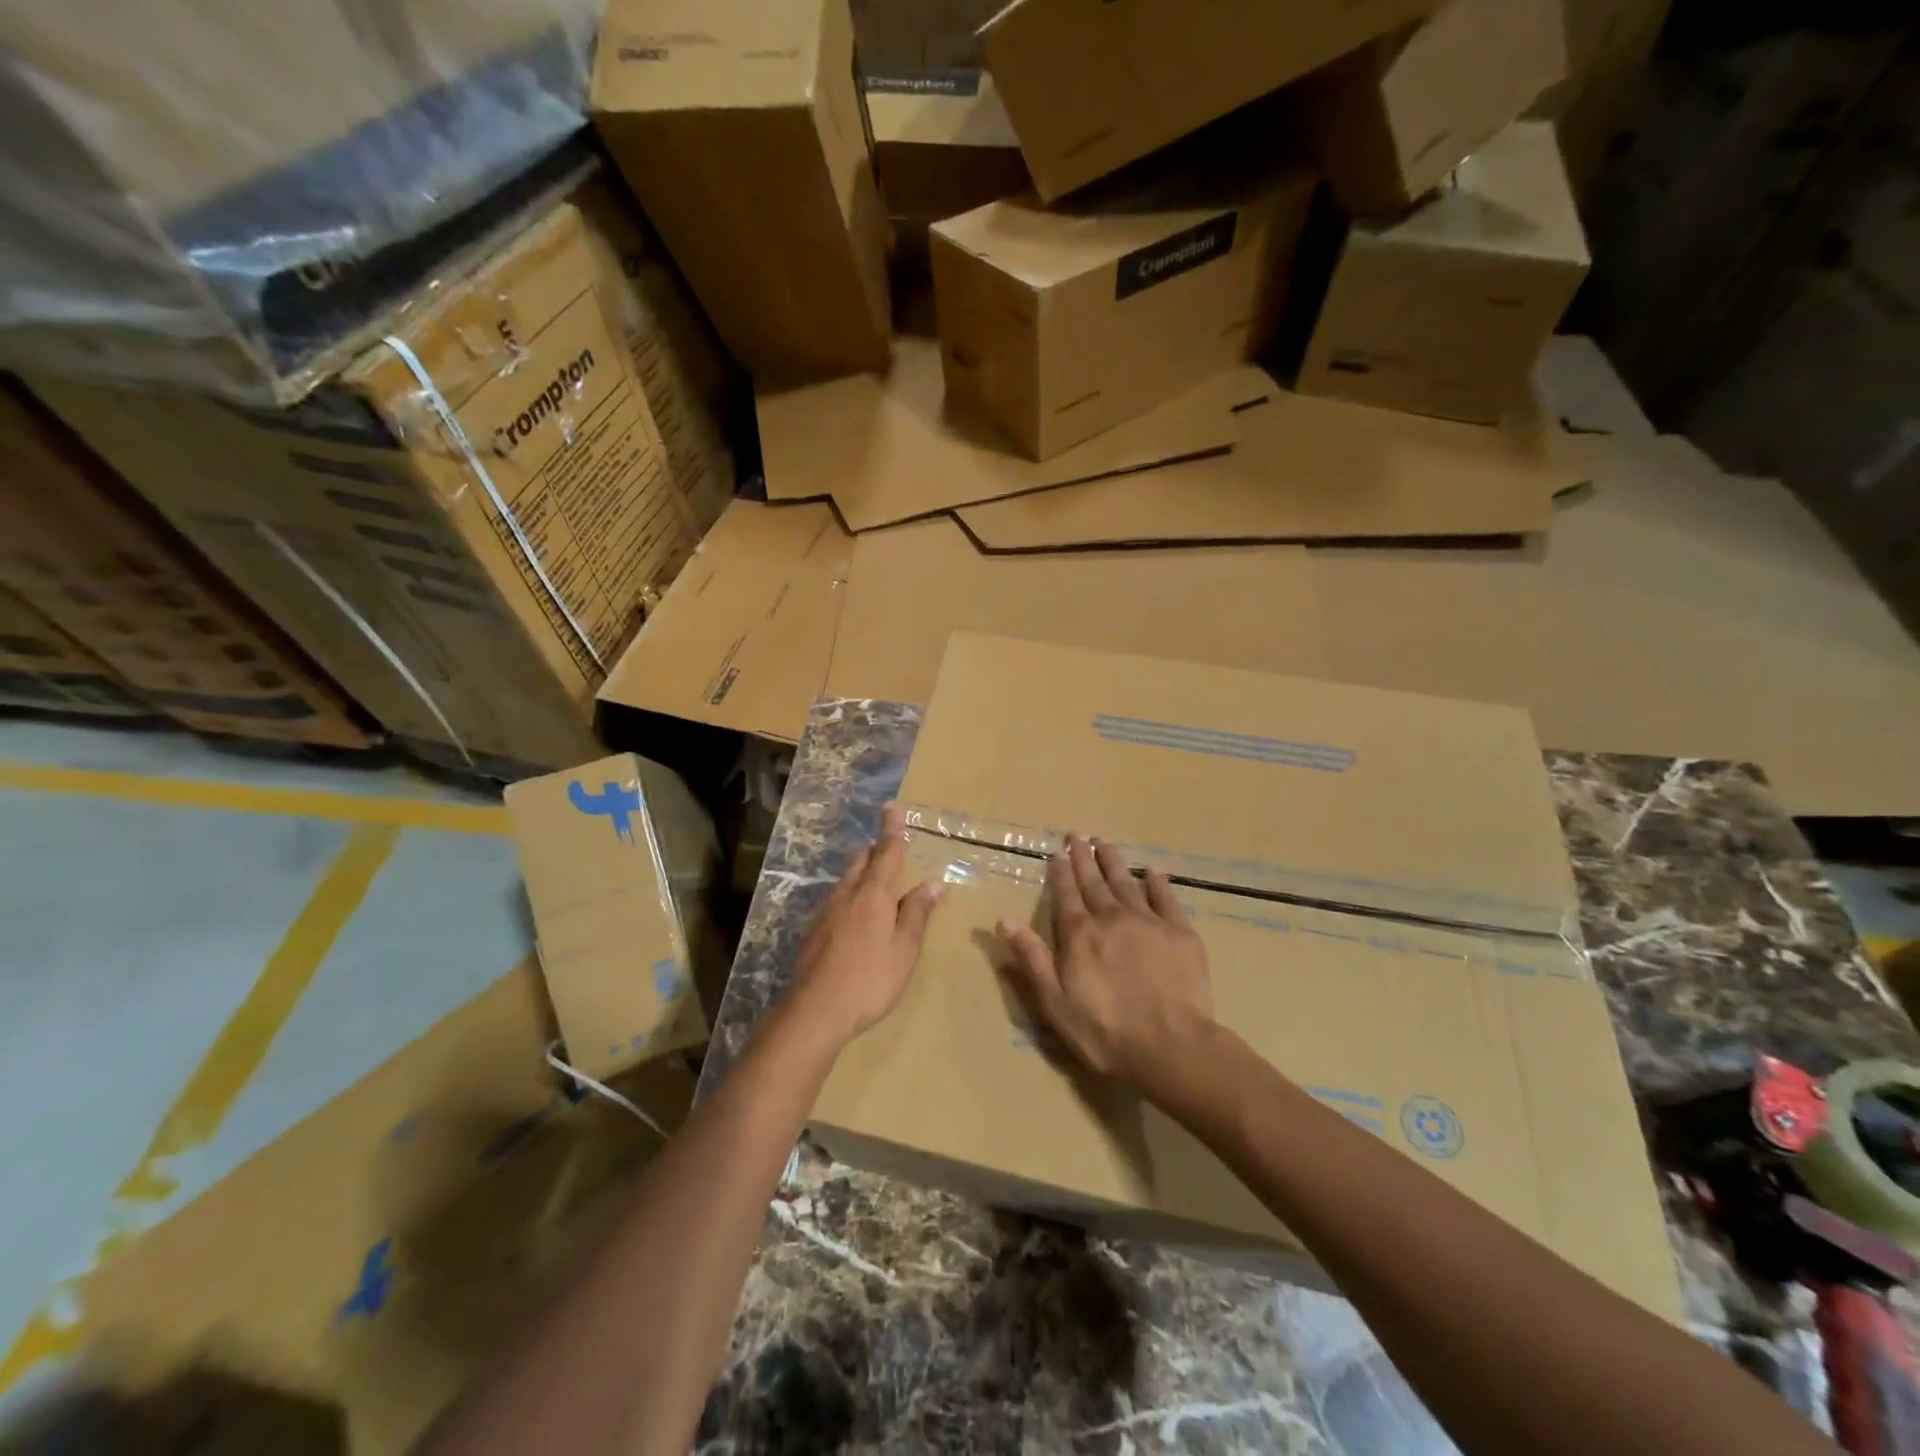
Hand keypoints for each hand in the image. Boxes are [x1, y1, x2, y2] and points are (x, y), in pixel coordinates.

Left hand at [786, 804, 942, 1048]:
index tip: (892, 807)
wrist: (815, 1010)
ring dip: (861, 871)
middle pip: (861, 860)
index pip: (886, 852)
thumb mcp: (904, 948)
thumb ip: (917, 913)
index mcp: (873, 894)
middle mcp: (847, 894)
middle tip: (889, 848)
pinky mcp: (813, 931)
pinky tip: (854, 916)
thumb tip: (934, 883)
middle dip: (876, 849)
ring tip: (875, 880)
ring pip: (846, 879)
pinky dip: (850, 895)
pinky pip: (836, 900)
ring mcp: (826, 912)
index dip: (892, 830)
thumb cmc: (870, 979)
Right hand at [997, 835, 1212, 1089]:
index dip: (1061, 872)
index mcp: (1079, 934)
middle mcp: (1111, 917)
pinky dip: (1157, 882)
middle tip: (1078, 835)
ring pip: (1126, 882)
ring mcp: (1148, 921)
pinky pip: (1165, 897)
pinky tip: (1151, 871)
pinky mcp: (1179, 932)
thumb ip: (1031, 957)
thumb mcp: (1054, 1001)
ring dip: (1113, 861)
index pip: (1066, 894)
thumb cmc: (1104, 1030)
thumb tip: (1003, 920)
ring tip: (1105, 842)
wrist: (1170, 1045)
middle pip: (1094, 881)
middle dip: (1084, 857)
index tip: (1058, 852)